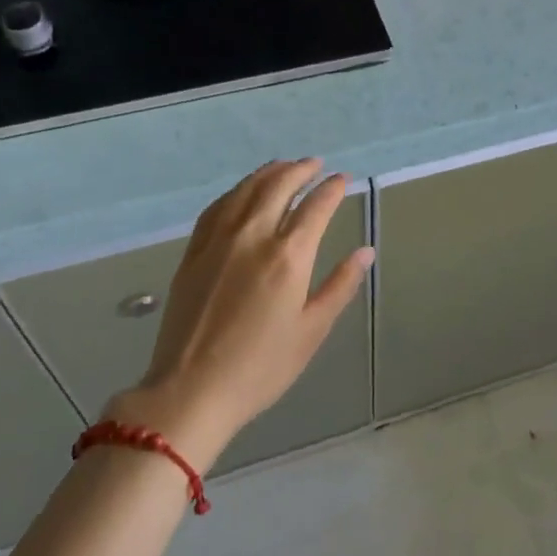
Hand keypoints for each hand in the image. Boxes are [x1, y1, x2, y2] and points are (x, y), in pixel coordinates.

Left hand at [105, 159, 372, 463]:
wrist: (190, 391)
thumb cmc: (261, 367)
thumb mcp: (311, 330)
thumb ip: (340, 285)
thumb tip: (365, 252)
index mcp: (289, 256)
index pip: (316, 207)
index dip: (332, 189)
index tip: (342, 180)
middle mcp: (254, 236)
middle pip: (279, 186)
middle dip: (301, 170)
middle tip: (316, 165)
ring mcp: (219, 240)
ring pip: (246, 190)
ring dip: (269, 172)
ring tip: (284, 166)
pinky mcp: (194, 251)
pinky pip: (218, 207)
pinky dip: (237, 190)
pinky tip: (243, 191)